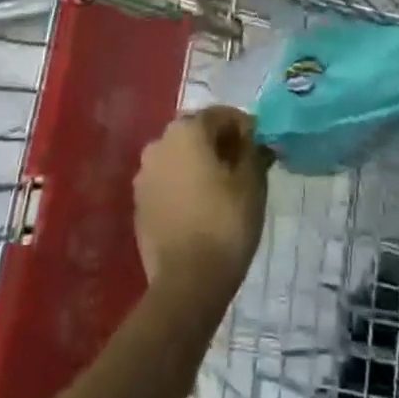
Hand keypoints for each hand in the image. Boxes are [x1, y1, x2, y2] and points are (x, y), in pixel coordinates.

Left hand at [134, 107, 270, 309]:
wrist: (187, 282)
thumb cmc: (225, 223)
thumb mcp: (251, 183)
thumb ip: (253, 151)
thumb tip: (254, 137)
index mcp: (186, 130)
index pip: (220, 114)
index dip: (243, 127)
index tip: (260, 147)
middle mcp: (159, 142)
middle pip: (196, 132)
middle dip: (219, 143)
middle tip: (242, 167)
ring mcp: (144, 173)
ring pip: (179, 156)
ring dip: (199, 163)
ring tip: (221, 189)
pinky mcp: (139, 202)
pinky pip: (166, 181)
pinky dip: (183, 185)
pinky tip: (199, 207)